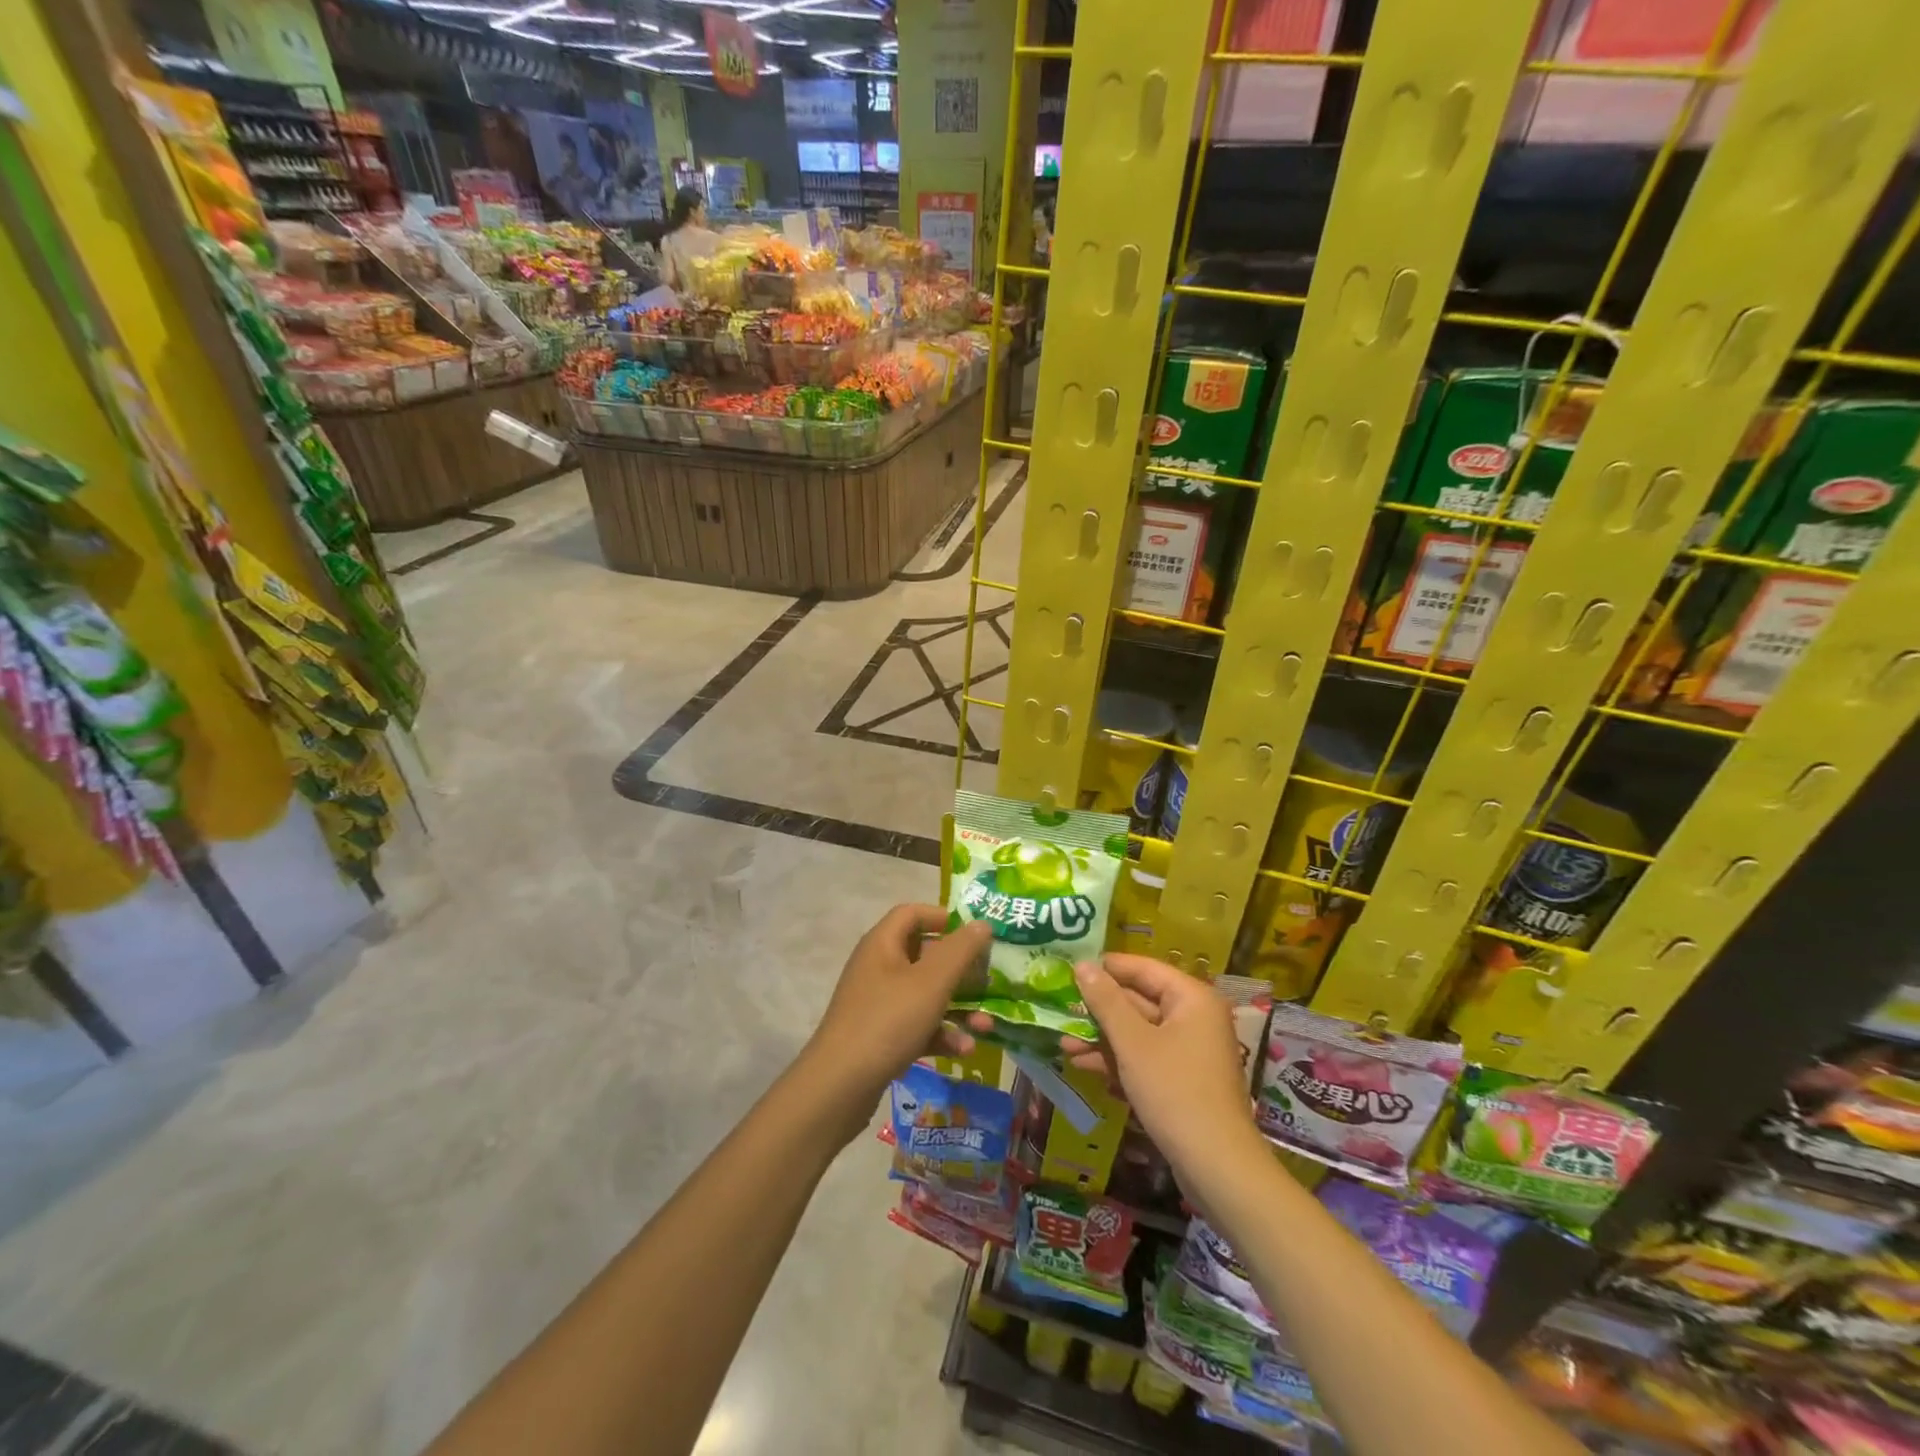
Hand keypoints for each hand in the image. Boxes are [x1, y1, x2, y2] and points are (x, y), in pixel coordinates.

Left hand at [797, 905, 990, 1136]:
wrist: (840, 1086)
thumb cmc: (888, 1021)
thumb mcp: (931, 982)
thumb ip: (960, 950)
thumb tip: (982, 923)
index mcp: (883, 943)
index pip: (912, 913)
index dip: (944, 918)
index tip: (974, 934)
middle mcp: (878, 967)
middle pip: (925, 955)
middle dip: (961, 971)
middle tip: (988, 981)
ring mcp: (878, 1003)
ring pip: (925, 994)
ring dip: (957, 1007)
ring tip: (985, 1026)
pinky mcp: (880, 1036)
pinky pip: (917, 1024)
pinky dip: (940, 1033)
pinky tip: (964, 1051)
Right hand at [1063, 954, 1265, 1187]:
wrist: (1217, 1167)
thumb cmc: (1174, 1091)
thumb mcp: (1133, 1043)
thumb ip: (1106, 1001)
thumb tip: (1082, 964)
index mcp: (1191, 998)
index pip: (1143, 968)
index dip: (1107, 967)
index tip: (1069, 968)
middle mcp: (1194, 1017)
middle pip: (1140, 1000)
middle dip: (1099, 1008)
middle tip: (1060, 1007)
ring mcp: (1189, 1050)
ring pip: (1139, 1031)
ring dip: (1102, 1037)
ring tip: (1063, 1041)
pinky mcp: (1182, 1079)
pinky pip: (1146, 1056)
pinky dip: (1118, 1059)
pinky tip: (1083, 1065)